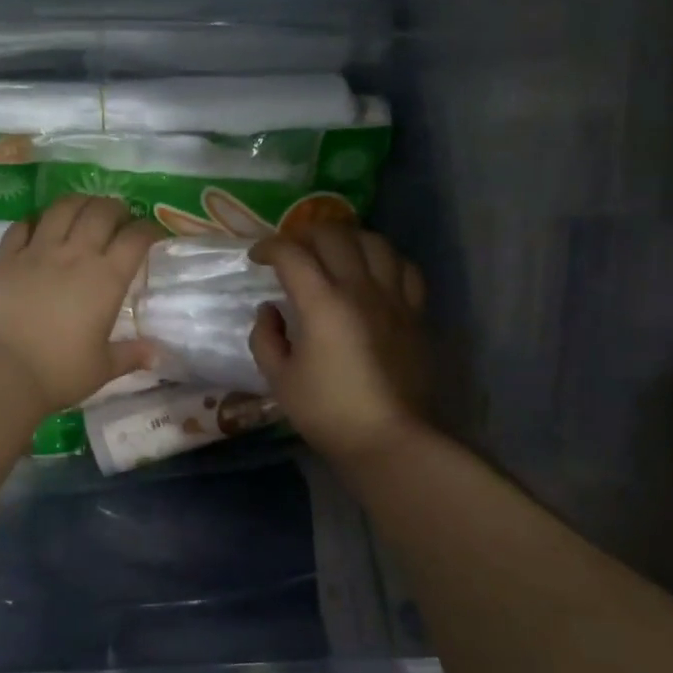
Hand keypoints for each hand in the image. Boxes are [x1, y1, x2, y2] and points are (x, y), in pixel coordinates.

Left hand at [0, 195, 161, 413]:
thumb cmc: (60, 372)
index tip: (152, 233)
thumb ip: (131, 355)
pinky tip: (40, 225)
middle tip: (120, 216)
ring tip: (84, 208)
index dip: (148, 229)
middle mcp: (75, 255)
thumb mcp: (103, 367)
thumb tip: (158, 355)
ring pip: (62, 208)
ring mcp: (37, 252)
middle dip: (116, 208)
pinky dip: (35, 220)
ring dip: (79, 202)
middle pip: (101, 212)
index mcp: (106, 279)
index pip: (135, 239)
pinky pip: (22, 226)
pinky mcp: (6, 258)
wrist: (3, 372)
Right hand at [248, 225, 430, 464]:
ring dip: (347, 238)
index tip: (257, 258)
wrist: (389, 439)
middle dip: (304, 233)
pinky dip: (384, 259)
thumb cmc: (327, 412)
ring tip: (333, 252)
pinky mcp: (415, 313)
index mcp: (322, 303)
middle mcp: (360, 288)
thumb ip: (266, 338)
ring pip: (373, 242)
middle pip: (333, 235)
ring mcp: (393, 298)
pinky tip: (373, 271)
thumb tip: (270, 311)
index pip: (291, 254)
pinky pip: (404, 268)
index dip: (268, 248)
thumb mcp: (279, 379)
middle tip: (291, 250)